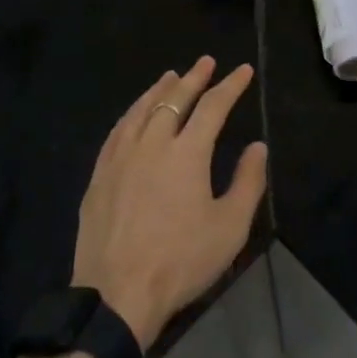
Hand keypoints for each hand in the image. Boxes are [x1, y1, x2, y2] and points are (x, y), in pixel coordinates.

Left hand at [72, 56, 268, 351]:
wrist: (116, 295)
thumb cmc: (180, 261)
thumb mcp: (229, 228)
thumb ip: (248, 182)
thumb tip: (257, 146)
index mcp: (187, 152)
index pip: (213, 106)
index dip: (231, 86)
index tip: (244, 70)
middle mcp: (153, 143)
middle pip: (175, 99)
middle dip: (194, 77)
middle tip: (206, 62)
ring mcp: (121, 157)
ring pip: (142, 110)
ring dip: (159, 89)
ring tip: (170, 76)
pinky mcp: (99, 175)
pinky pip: (117, 131)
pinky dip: (132, 113)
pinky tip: (134, 114)